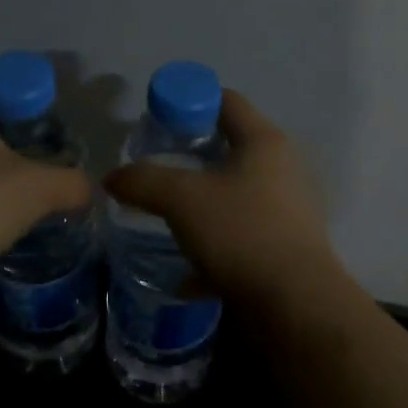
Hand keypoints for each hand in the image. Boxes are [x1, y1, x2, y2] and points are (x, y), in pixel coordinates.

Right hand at [104, 89, 341, 305]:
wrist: (296, 307)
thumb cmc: (242, 233)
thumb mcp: (181, 200)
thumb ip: (143, 181)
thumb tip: (111, 178)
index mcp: (263, 142)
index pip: (225, 100)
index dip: (188, 101)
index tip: (157, 120)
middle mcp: (280, 168)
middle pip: (229, 145)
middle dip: (189, 154)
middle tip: (154, 163)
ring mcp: (285, 209)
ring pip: (232, 193)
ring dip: (200, 201)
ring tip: (164, 212)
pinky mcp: (282, 247)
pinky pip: (238, 235)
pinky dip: (212, 246)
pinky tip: (184, 271)